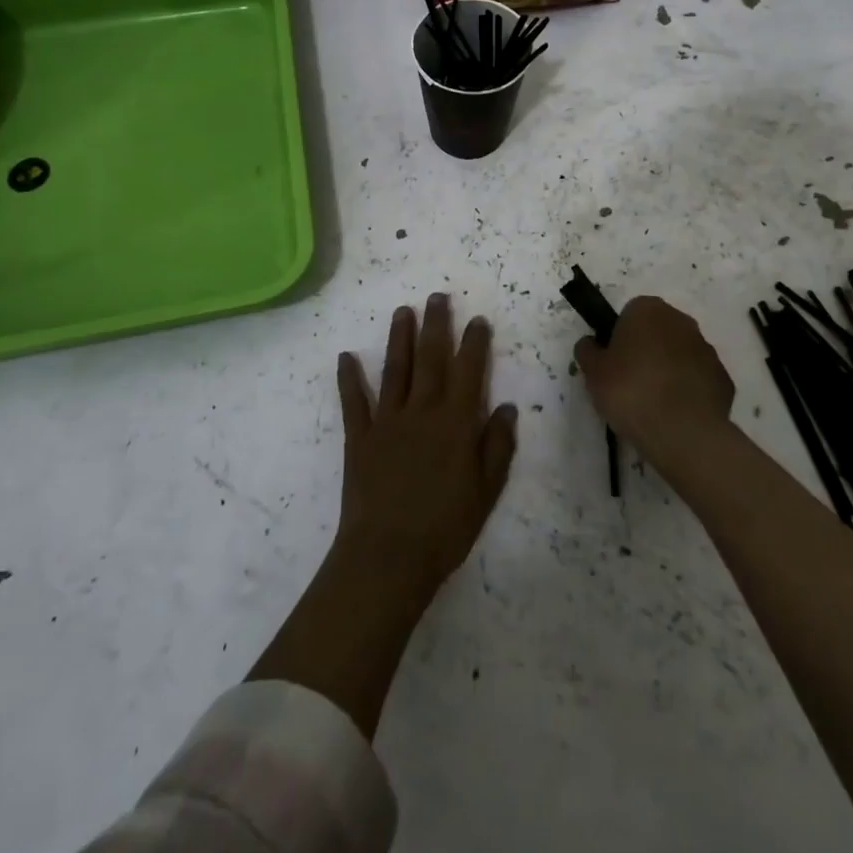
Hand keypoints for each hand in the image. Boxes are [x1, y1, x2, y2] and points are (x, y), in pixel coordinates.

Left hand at [334, 293, 517, 603]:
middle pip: (431, 358)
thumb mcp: (486, 491)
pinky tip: (346, 357)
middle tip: (437, 297)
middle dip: (436, 324)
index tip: (477, 320)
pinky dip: (348, 379)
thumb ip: (497, 446)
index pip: (468, 370)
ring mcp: (387, 420)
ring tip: (402, 311)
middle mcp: (422, 410)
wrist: (388, 555)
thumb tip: (506, 407)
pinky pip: (354, 401)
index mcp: (455, 422)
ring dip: (399, 338)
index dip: (474, 343)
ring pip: (395, 369)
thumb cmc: (445, 527)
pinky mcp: (359, 437)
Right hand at [575, 296, 733, 475]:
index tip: (612, 363)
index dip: (618, 337)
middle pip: (657, 331)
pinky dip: (687, 391)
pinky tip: (675, 414)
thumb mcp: (593, 372)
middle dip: (645, 350)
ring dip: (668, 370)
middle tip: (629, 382)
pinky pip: (697, 379)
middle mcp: (681, 321)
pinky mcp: (723, 379)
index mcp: (648, 310)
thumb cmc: (630, 391)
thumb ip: (588, 350)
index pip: (629, 314)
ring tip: (652, 403)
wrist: (683, 433)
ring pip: (679, 354)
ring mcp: (707, 349)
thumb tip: (591, 344)